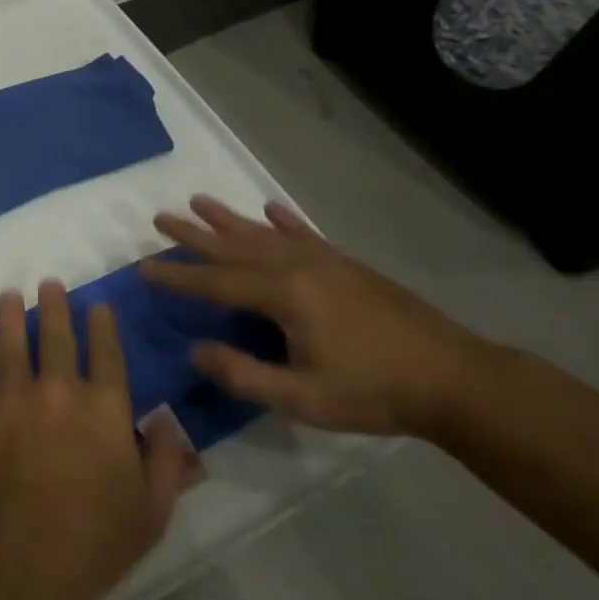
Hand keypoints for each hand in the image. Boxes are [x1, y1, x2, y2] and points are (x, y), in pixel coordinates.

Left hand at [0, 283, 198, 599]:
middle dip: (54, 305)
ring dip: (11, 314)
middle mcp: (58, 389)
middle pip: (56, 335)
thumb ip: (166, 463)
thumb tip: (169, 423)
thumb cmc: (92, 545)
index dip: (102, 325)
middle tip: (48, 284)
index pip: (107, 352)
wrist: (17, 564)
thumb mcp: (150, 513)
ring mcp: (11, 396)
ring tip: (10, 294)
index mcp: (104, 409)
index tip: (97, 305)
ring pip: (11, 341)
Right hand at [141, 196, 485, 437]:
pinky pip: (305, 233)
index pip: (216, 282)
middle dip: (194, 234)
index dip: (178, 277)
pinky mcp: (347, 264)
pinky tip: (270, 209)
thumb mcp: (303, 398)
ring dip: (228, 219)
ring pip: (264, 233)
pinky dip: (284, 220)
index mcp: (283, 294)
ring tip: (198, 201)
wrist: (455, 379)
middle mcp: (297, 266)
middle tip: (160, 218)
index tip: (143, 268)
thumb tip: (195, 350)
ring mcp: (325, 260)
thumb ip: (244, 374)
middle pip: (234, 246)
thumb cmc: (373, 392)